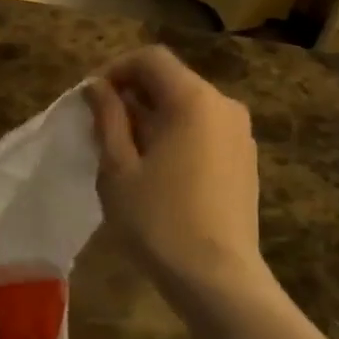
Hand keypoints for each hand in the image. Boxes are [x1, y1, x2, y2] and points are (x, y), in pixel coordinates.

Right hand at [84, 46, 269, 299]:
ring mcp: (240, 134)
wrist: (219, 279)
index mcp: (194, 99)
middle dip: (133, 95)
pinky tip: (160, 171)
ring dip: (154, 116)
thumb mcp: (118, 168)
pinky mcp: (246, 160)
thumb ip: (108, 117)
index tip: (92, 99)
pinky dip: (178, 135)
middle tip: (103, 129)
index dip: (116, 69)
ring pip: (189, 106)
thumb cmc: (159, 220)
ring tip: (127, 153)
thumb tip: (97, 86)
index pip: (151, 58)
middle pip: (172, 80)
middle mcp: (224, 105)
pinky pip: (205, 130)